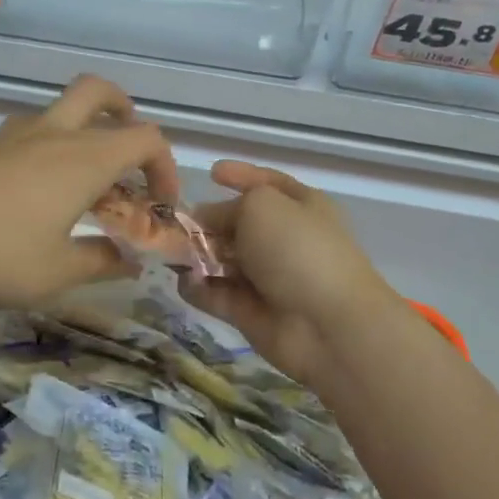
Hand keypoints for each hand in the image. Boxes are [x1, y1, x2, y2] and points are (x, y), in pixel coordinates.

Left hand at [0, 75, 176, 307]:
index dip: (165, 167)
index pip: (146, 138)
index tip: (160, 204)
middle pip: (99, 93)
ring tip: (80, 179)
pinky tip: (34, 190)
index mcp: (85, 158)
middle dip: (123, 111)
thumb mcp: (57, 271)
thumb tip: (128, 261)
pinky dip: (48, 147)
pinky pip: (30, 131)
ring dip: (83, 131)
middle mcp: (56, 134)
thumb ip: (101, 263)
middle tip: (125, 149)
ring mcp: (15, 134)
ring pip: (61, 110)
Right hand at [179, 161, 396, 392]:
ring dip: (197, 256)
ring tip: (171, 252)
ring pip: (224, 260)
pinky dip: (198, 288)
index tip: (212, 173)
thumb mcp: (260, 206)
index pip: (267, 184)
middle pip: (239, 224)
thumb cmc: (298, 249)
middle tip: (176, 224)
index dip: (241, 175)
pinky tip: (184, 281)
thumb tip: (205, 220)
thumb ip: (226, 208)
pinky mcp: (251, 312)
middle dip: (208, 222)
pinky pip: (217, 294)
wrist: (327, 325)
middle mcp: (284, 239)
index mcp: (300, 206)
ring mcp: (268, 278)